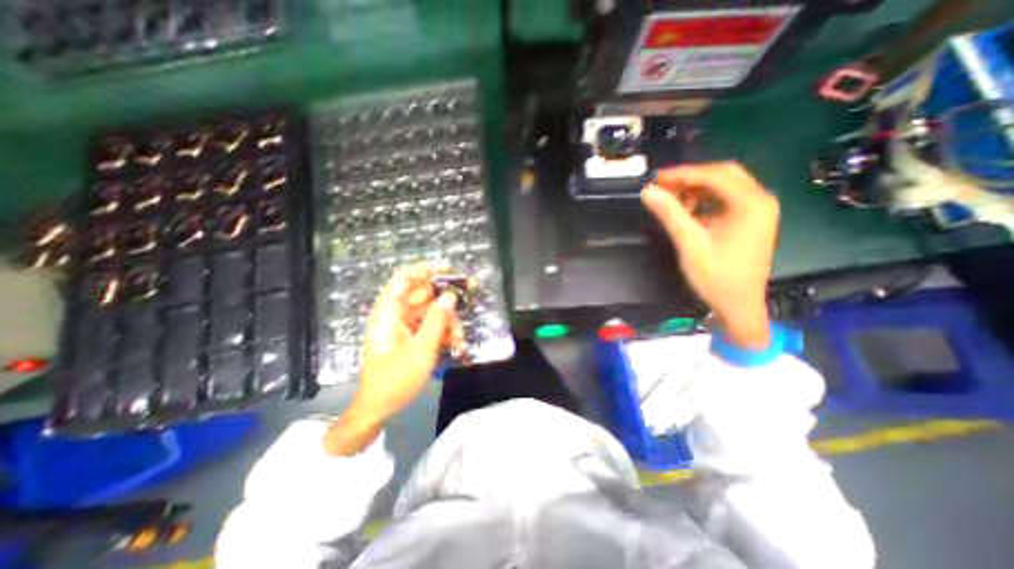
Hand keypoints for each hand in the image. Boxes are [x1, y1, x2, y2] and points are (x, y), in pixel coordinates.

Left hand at [325, 265, 461, 454]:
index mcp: (388, 312)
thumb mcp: (421, 350)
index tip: (451, 270)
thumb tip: (450, 296)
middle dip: (446, 301)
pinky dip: (443, 332)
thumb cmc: (394, 380)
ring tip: (459, 340)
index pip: (404, 278)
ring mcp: (403, 325)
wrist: (378, 408)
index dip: (426, 269)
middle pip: (423, 294)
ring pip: (431, 311)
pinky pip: (430, 325)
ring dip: (448, 322)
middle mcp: (395, 313)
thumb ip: (437, 321)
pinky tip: (454, 345)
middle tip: (467, 303)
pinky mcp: (410, 336)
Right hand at [644, 161, 776, 350]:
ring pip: (724, 186)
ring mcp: (758, 210)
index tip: (656, 178)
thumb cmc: (716, 277)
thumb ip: (670, 214)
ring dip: (696, 188)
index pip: (714, 175)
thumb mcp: (689, 244)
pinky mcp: (751, 220)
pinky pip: (726, 200)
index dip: (683, 174)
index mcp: (751, 204)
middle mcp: (760, 200)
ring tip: (671, 198)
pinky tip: (688, 210)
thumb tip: (648, 191)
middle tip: (662, 185)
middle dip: (691, 177)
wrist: (738, 306)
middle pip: (723, 175)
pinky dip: (705, 200)